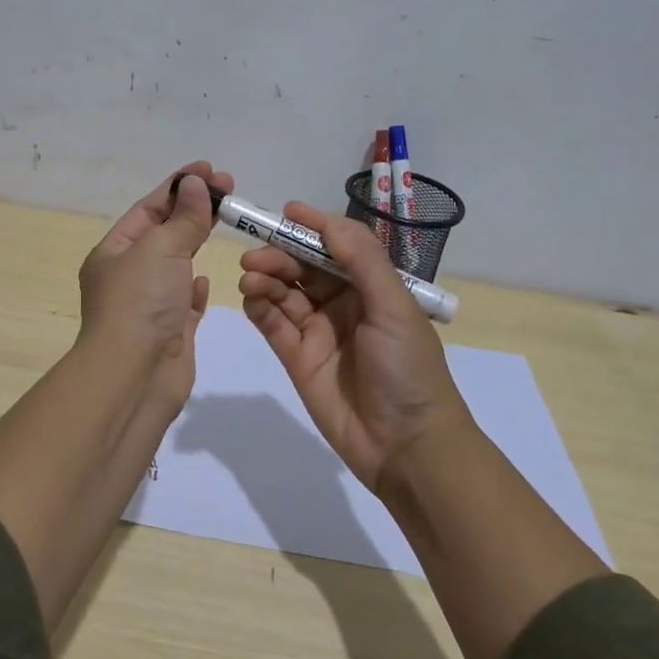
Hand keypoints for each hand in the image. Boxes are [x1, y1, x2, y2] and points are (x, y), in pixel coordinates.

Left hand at [77, 162, 231, 418]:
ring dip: (195, 241)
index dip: (178, 186)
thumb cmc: (141, 303)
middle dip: (193, 208)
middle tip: (228, 187)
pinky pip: (183, 301)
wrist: (135, 377)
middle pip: (163, 232)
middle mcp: (128, 276)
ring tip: (225, 220)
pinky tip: (205, 278)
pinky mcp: (170, 331)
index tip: (210, 170)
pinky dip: (194, 286)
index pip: (148, 208)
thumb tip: (195, 184)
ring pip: (175, 264)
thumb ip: (183, 217)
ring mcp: (149, 305)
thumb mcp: (161, 249)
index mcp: (113, 252)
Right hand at [238, 203, 467, 495]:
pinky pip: (273, 325)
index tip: (284, 212)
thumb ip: (361, 260)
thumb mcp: (394, 307)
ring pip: (284, 293)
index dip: (312, 227)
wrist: (406, 446)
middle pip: (304, 268)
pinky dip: (259, 308)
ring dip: (266, 279)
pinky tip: (251, 300)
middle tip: (254, 258)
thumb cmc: (408, 369)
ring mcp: (318, 332)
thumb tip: (325, 220)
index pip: (336, 246)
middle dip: (279, 256)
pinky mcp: (298, 359)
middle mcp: (343, 303)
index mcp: (371, 287)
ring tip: (250, 279)